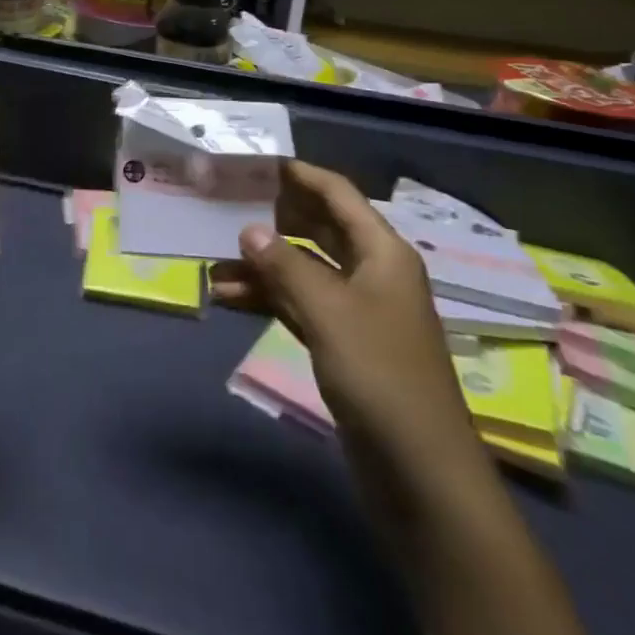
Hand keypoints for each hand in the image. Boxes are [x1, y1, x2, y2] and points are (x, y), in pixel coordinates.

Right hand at [210, 162, 485, 488]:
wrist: (420, 472)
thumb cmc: (380, 374)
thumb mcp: (328, 310)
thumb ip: (285, 264)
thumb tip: (249, 229)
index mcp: (382, 252)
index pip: (338, 195)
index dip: (300, 175)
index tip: (257, 162)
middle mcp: (371, 272)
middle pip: (318, 229)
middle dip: (274, 218)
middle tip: (226, 204)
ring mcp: (357, 310)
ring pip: (303, 270)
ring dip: (262, 265)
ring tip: (213, 261)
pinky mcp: (343, 344)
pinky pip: (300, 306)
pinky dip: (269, 298)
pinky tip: (229, 297)